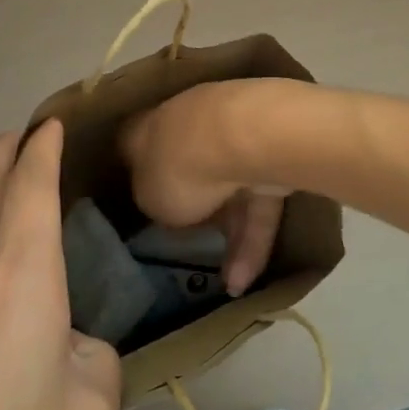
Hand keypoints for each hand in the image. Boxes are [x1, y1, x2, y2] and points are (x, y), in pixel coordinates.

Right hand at [120, 80, 287, 294]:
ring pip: (231, 191)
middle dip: (196, 204)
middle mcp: (188, 124)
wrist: (241, 138)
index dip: (139, 177)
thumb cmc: (177, 167)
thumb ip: (155, 202)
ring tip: (232, 285)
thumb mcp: (149, 200)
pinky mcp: (272, 156)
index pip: (136, 149)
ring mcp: (234, 136)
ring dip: (232, 237)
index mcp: (146, 129)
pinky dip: (254, 239)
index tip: (143, 203)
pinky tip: (246, 279)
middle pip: (190, 166)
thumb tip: (168, 205)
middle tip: (194, 240)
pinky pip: (259, 202)